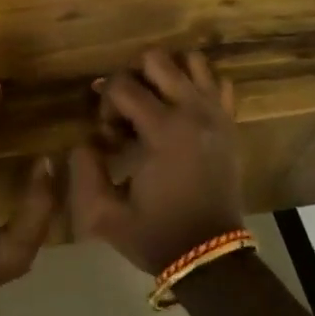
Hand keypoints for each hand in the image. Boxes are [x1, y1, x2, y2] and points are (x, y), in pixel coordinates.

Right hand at [69, 49, 242, 275]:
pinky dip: (198, 85)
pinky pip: (218, 82)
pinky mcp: (231, 123)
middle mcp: (193, 111)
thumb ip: (83, 171)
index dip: (105, 103)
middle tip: (128, 112)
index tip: (109, 136)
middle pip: (156, 58)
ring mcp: (217, 114)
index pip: (122, 84)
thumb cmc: (156, 234)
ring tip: (155, 103)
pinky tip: (183, 109)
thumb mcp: (104, 214)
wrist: (210, 257)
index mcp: (163, 130)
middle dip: (132, 78)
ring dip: (166, 74)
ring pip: (191, 60)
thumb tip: (85, 141)